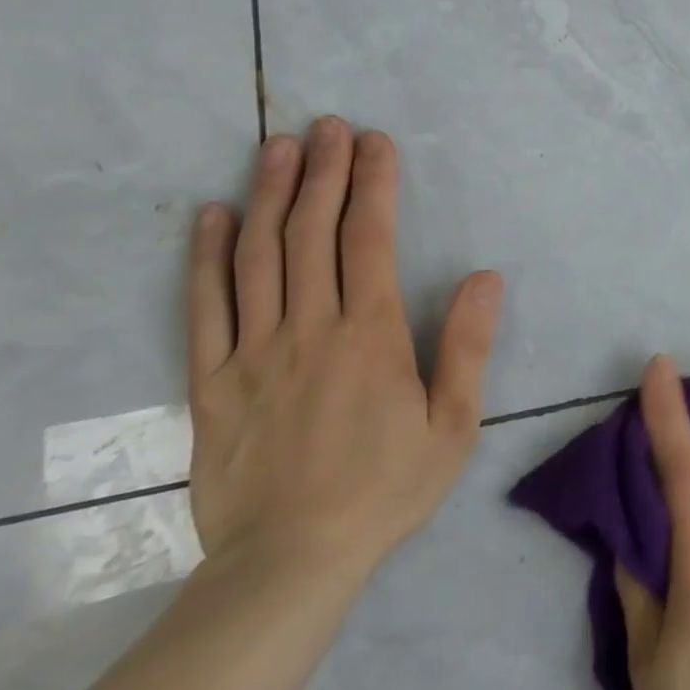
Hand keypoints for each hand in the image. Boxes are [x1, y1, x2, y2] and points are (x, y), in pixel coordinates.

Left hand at [185, 116, 501, 581]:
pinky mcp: (212, 382)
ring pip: (258, 257)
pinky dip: (206, 256)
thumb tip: (485, 277)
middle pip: (312, 234)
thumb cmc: (386, 489)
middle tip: (329, 125)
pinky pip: (205, 307)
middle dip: (325, 172)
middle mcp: (309, 329)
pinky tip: (212, 216)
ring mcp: (253, 352)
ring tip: (278, 147)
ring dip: (270, 195)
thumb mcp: (453, 424)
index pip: (369, 239)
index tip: (376, 142)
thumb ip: (468, 346)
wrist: (289, 564)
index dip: (374, 184)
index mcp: (370, 336)